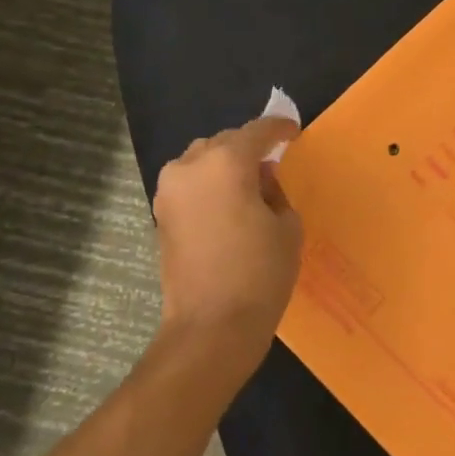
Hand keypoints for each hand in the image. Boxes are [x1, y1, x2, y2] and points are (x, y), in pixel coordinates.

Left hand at [154, 117, 303, 348]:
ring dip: (224, 165)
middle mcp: (191, 166)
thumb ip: (275, 191)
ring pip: (201, 160)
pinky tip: (227, 205)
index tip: (293, 133)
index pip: (257, 131)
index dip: (279, 129)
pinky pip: (189, 184)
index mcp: (226, 162)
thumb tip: (260, 178)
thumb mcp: (287, 226)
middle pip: (224, 142)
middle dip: (249, 147)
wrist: (212, 326)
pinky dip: (209, 185)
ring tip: (248, 185)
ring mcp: (169, 191)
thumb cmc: (260, 274)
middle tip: (272, 163)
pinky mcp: (161, 215)